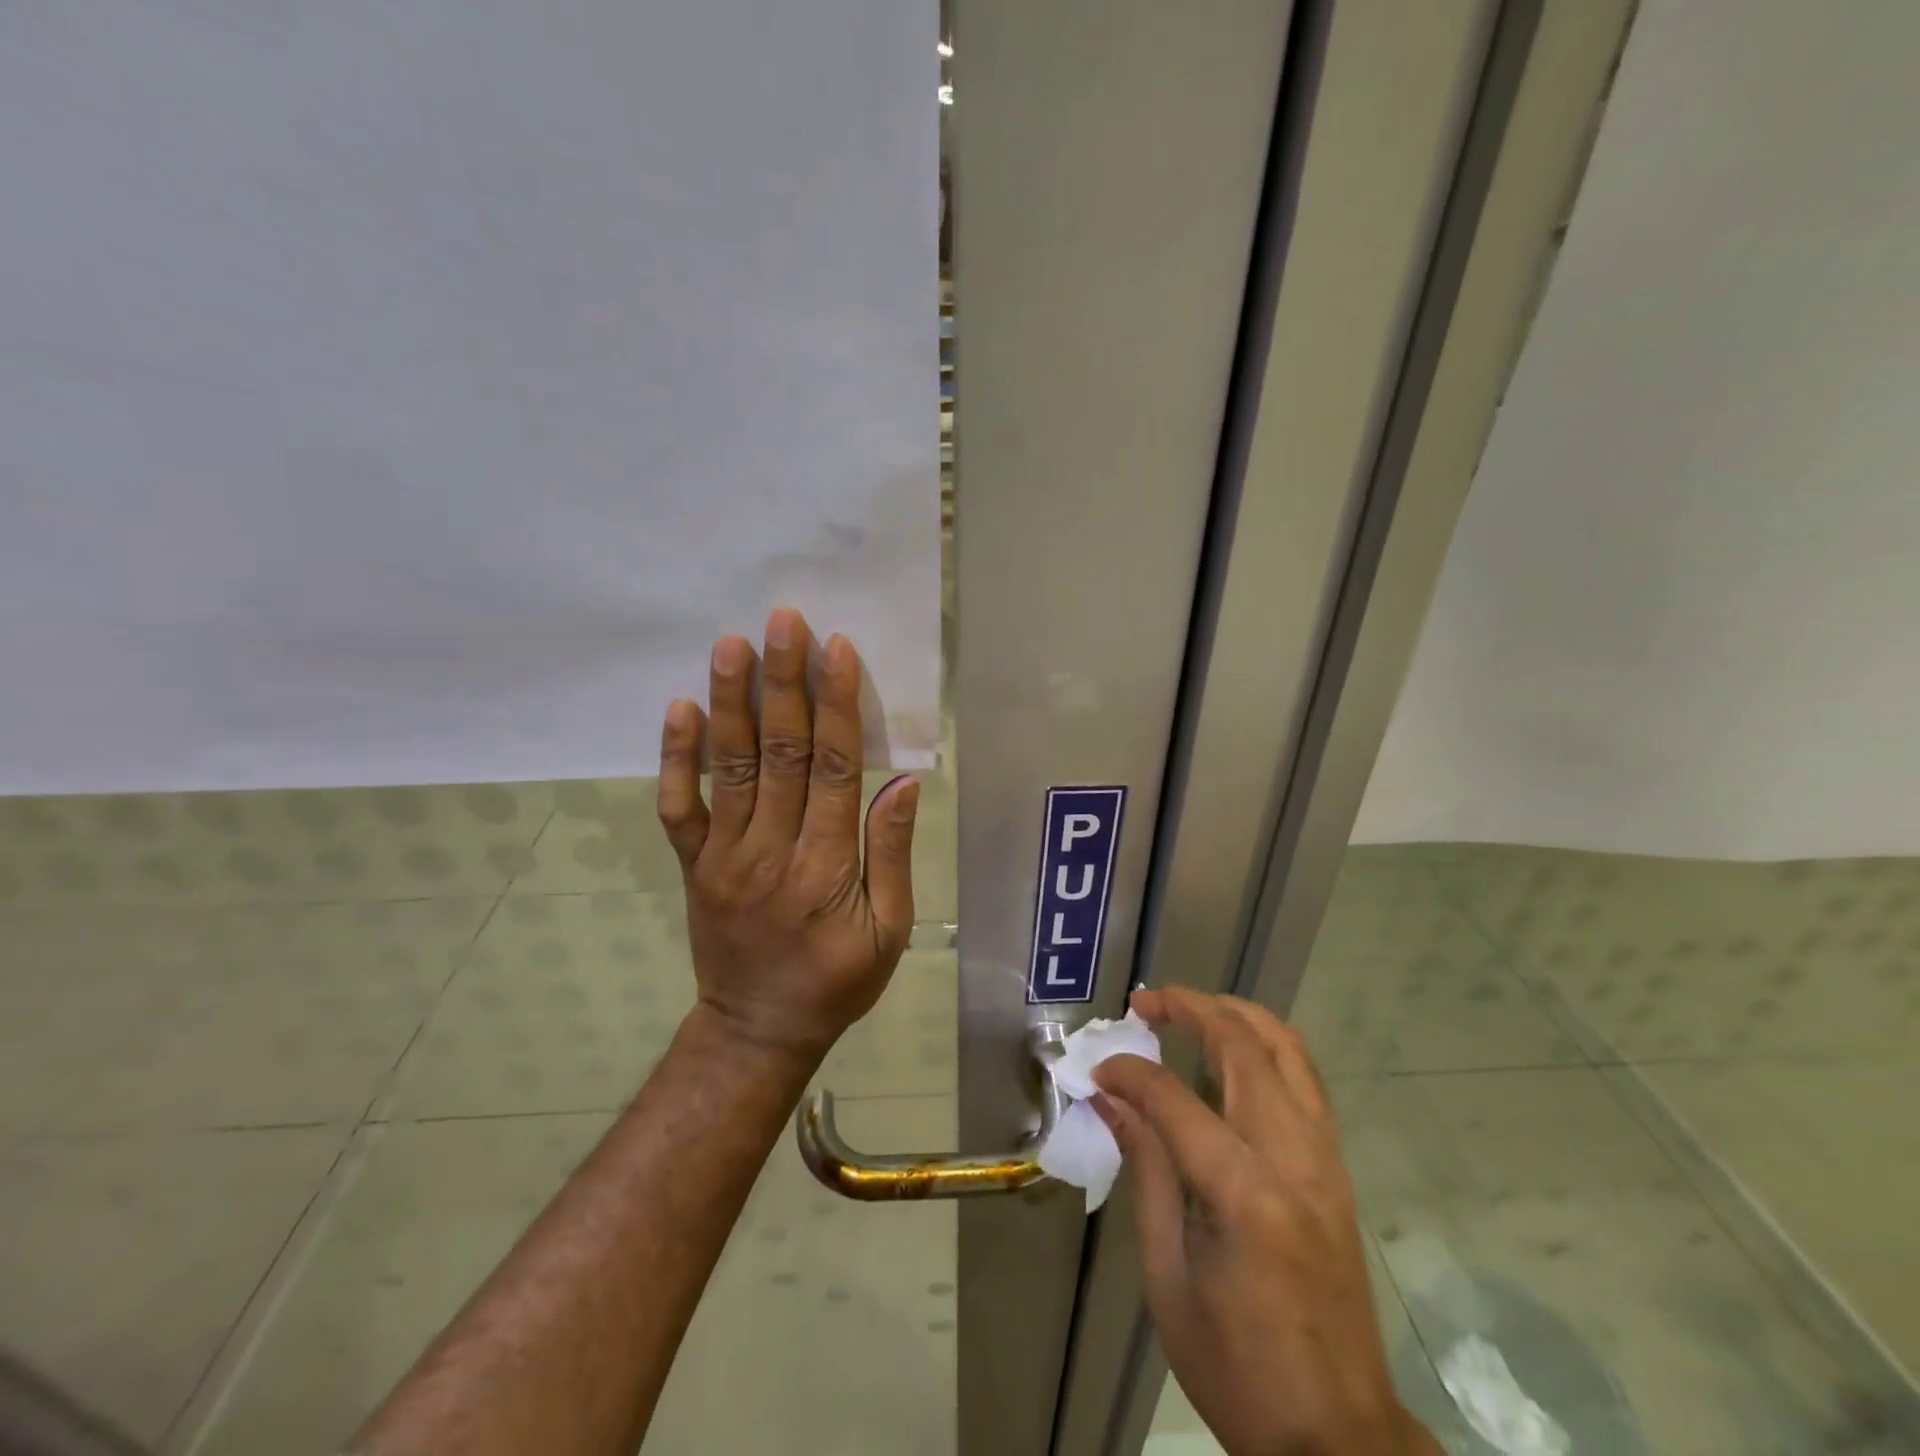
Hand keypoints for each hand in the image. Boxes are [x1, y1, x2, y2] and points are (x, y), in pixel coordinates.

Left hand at [656, 608, 918, 1062]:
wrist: (757, 1030)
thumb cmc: (836, 981)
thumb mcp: (890, 931)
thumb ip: (892, 854)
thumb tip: (902, 782)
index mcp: (827, 867)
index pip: (835, 770)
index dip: (836, 706)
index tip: (835, 649)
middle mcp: (772, 850)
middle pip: (780, 753)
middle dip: (783, 683)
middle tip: (782, 621)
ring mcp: (724, 855)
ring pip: (729, 767)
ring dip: (731, 702)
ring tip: (730, 644)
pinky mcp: (694, 864)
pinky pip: (678, 807)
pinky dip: (675, 758)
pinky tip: (679, 708)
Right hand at [1092, 988, 1436, 1455]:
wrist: (1339, 1438)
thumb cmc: (1237, 1368)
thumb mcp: (1168, 1277)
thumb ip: (1146, 1172)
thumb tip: (1112, 1100)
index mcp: (1246, 1196)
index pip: (1175, 1099)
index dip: (1129, 1074)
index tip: (1097, 1072)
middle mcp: (1295, 1160)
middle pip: (1244, 1048)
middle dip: (1190, 1009)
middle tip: (1145, 1003)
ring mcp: (1325, 1161)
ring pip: (1288, 1051)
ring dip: (1237, 1015)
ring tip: (1189, 1008)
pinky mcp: (1336, 1170)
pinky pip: (1304, 1081)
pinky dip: (1266, 1047)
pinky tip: (1233, 1053)